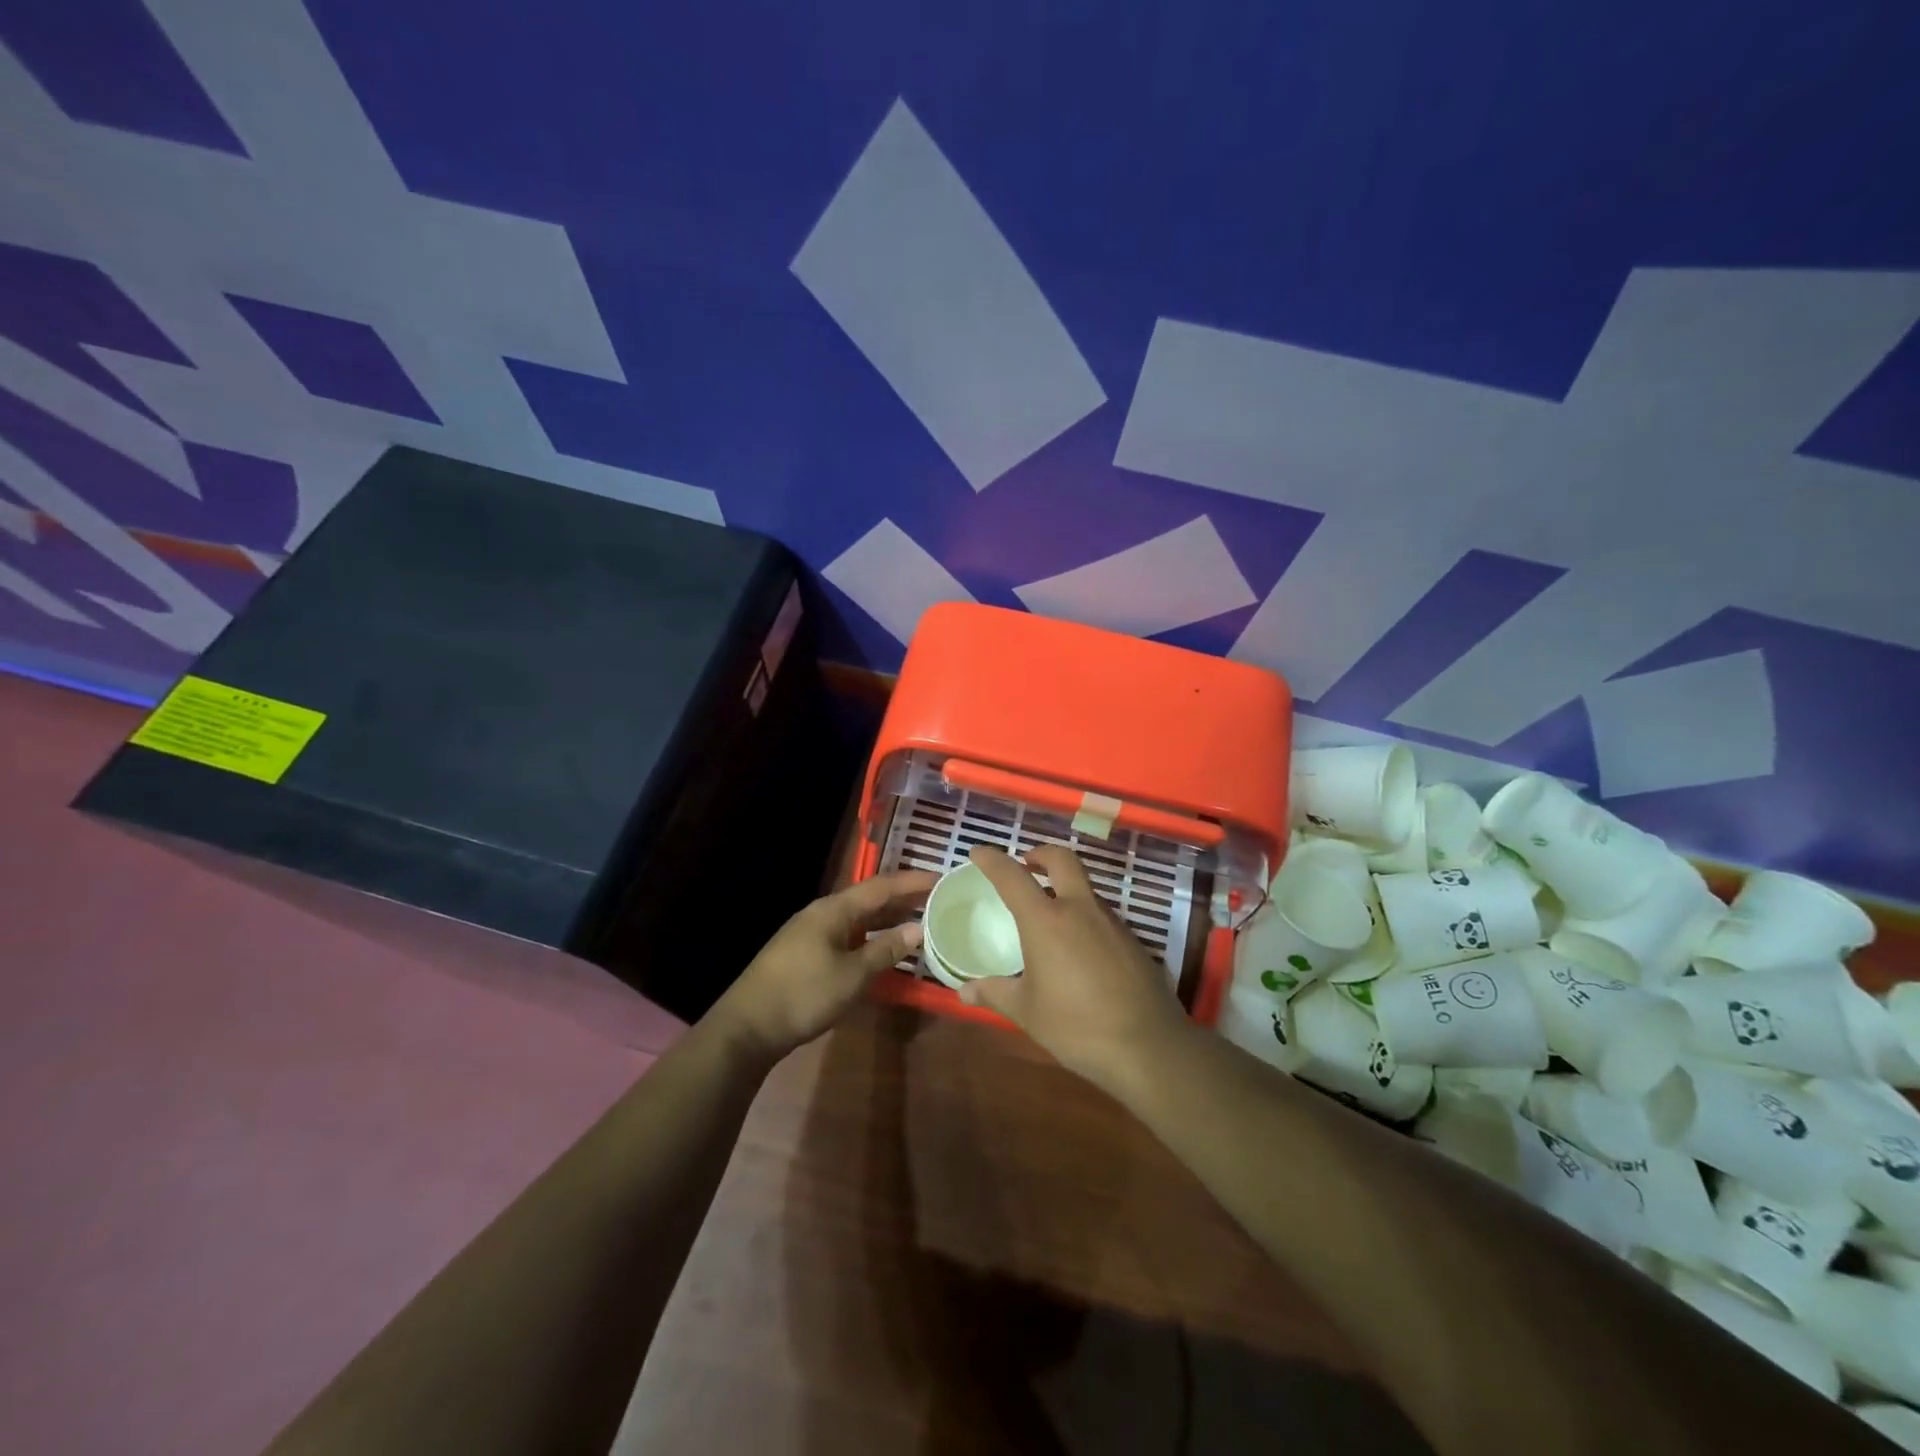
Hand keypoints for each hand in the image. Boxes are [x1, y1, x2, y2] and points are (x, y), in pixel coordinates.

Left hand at [715, 869, 936, 1059]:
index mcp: (833, 910)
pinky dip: (872, 938)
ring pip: (859, 919)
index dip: (912, 882)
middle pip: (869, 899)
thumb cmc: (802, 995)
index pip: (881, 887)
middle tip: (938, 899)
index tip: (942, 878)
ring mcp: (812, 934)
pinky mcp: (807, 954)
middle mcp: (823, 914)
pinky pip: (849, 936)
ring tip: (920, 921)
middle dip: (903, 899)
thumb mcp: (851, 976)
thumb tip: (918, 929)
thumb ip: (885, 951)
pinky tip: (886, 949)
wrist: (747, 1027)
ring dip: (888, 920)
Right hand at [959, 845, 1190, 1094]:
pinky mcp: (1133, 940)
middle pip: (1062, 859)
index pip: (1013, 877)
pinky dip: (1085, 916)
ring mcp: (1111, 922)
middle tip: (1026, 864)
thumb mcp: (1027, 1012)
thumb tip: (964, 992)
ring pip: (1086, 887)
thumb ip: (995, 993)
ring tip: (1050, 912)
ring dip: (1066, 887)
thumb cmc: (1077, 1026)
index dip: (992, 860)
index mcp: (1046, 921)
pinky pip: (1102, 916)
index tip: (978, 852)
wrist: (1148, 1046)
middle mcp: (1080, 910)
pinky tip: (1080, 947)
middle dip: (1041, 854)